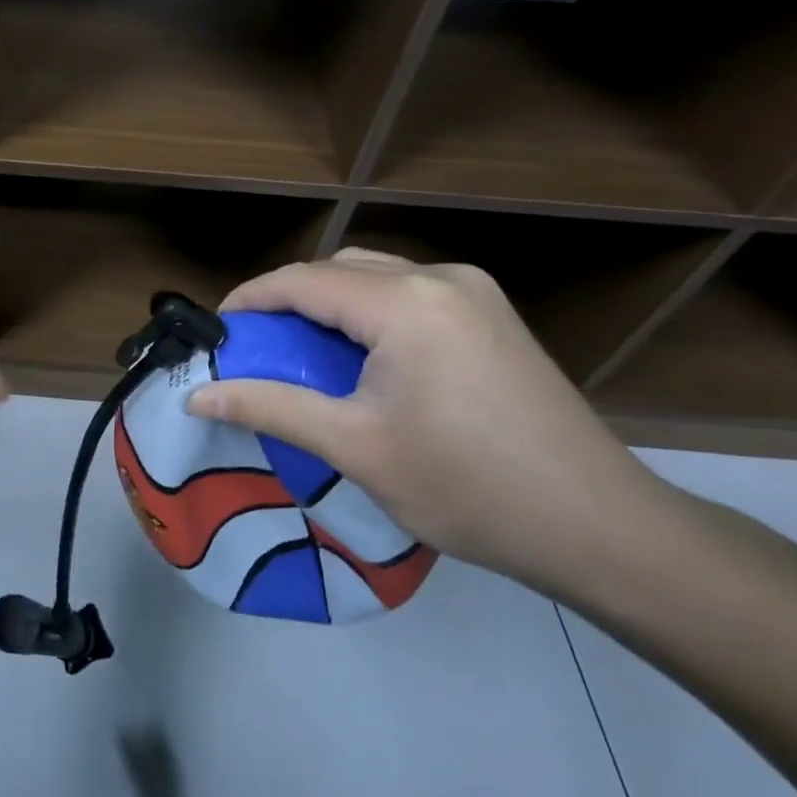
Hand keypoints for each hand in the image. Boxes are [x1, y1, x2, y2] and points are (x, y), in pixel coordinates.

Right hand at [184, 250, 667, 593]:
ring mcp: (474, 293)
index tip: (216, 333)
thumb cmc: (466, 486)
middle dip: (287, 301)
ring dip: (328, 305)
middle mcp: (439, 278)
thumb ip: (270, 408)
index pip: (301, 280)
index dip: (250, 301)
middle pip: (337, 269)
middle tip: (255, 348)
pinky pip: (408, 294)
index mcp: (404, 302)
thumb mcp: (354, 447)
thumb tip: (197, 396)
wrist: (600, 526)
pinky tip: (360, 359)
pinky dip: (367, 314)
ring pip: (375, 277)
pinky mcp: (493, 317)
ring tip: (301, 354)